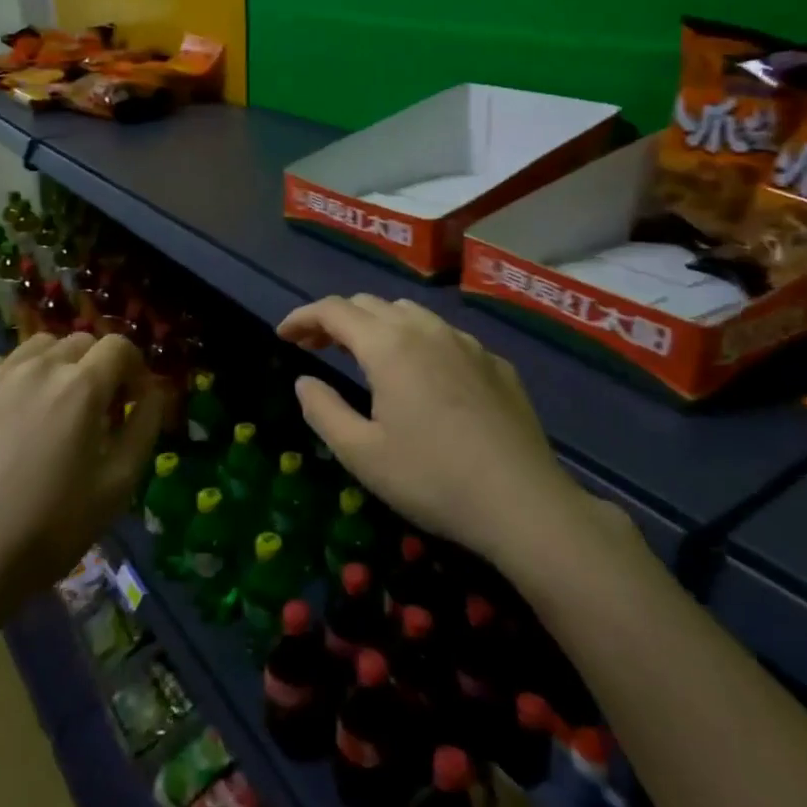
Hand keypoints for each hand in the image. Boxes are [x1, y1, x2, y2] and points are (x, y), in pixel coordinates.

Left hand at [0, 332, 163, 609]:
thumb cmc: (49, 528)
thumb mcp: (118, 485)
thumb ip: (144, 427)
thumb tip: (152, 392)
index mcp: (81, 386)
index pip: (119, 347)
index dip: (134, 369)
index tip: (130, 402)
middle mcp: (37, 367)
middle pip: (79, 342)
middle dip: (96, 367)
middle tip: (93, 410)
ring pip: (37, 347)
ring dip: (55, 367)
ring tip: (50, 408)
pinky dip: (14, 378)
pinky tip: (8, 417)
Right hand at [277, 296, 592, 563]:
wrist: (523, 503)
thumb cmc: (432, 478)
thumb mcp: (361, 453)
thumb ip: (322, 410)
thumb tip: (304, 381)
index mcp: (388, 345)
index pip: (333, 310)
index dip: (302, 317)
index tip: (283, 335)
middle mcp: (426, 329)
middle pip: (370, 304)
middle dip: (336, 319)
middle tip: (315, 346)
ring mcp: (466, 343)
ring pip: (410, 313)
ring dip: (377, 324)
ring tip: (365, 355)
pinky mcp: (495, 363)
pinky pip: (445, 336)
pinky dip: (418, 342)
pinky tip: (423, 377)